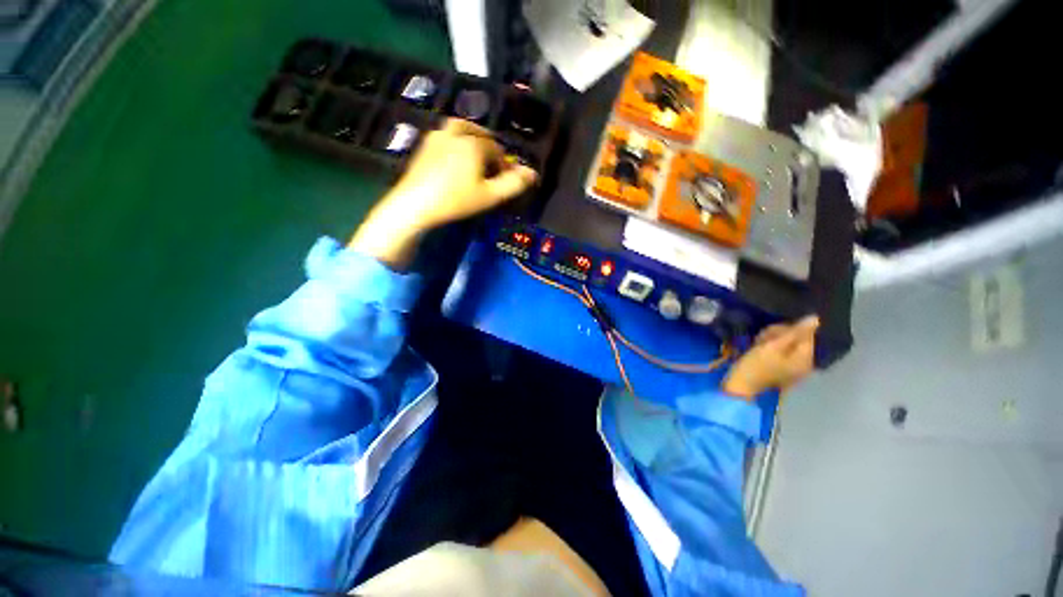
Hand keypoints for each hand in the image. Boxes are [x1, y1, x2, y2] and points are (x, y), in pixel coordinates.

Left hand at [349, 119, 537, 268]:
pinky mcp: (422, 147)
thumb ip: (513, 184)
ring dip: (469, 136)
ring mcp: (436, 138)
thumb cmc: (453, 200)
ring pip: (459, 128)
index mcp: (475, 143)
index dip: (502, 164)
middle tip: (490, 163)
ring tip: (472, 153)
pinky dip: (452, 141)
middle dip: (487, 145)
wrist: (412, 204)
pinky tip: (451, 158)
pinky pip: (443, 135)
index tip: (502, 180)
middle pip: (478, 133)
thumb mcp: (488, 196)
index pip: (496, 149)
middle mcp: (456, 134)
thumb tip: (533, 173)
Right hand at [722, 316, 818, 398]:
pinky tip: (761, 352)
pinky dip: (772, 349)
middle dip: (779, 334)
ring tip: (759, 346)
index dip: (789, 328)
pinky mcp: (784, 371)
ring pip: (788, 343)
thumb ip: (796, 331)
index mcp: (804, 360)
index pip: (805, 332)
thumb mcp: (775, 345)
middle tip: (763, 340)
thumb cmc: (757, 367)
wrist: (739, 390)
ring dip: (773, 340)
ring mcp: (794, 369)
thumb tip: (816, 319)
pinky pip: (783, 353)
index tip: (773, 333)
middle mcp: (803, 365)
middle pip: (797, 337)